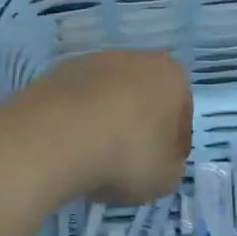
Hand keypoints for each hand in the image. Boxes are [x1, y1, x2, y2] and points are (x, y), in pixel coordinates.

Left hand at [15, 50, 192, 204]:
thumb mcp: (165, 177)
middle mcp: (135, 57)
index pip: (181, 115)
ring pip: (109, 97)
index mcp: (171, 75)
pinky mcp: (58, 71)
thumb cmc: (126, 154)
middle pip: (144, 99)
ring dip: (106, 122)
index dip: (173, 146)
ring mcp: (93, 61)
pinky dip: (78, 121)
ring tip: (93, 159)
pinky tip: (70, 147)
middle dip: (138, 127)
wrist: (56, 137)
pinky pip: (78, 102)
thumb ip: (170, 166)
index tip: (160, 168)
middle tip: (127, 165)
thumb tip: (159, 159)